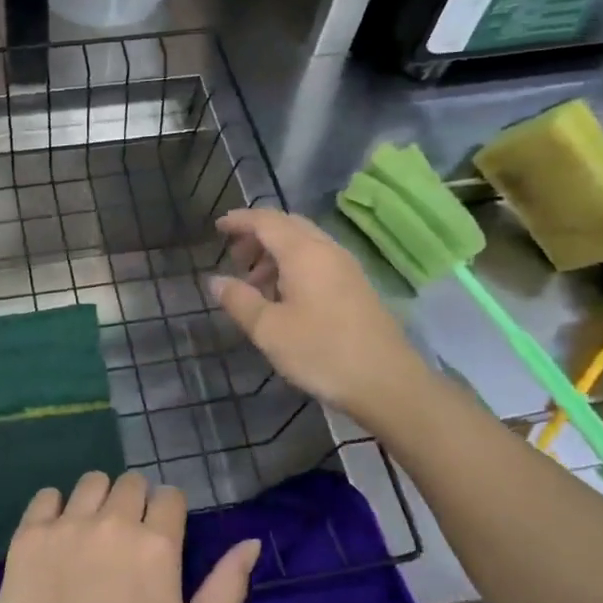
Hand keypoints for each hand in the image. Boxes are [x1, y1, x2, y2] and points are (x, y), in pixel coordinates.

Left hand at [0, 471, 261, 602]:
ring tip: (91, 534)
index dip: (168, 514)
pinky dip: (55, 508)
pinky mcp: (31, 533)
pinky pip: (47, 496)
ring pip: (92, 482)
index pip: (170, 496)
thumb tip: (250, 542)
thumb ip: (227, 588)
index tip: (160, 538)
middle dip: (135, 503)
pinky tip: (57, 536)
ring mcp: (69, 524)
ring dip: (98, 500)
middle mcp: (115, 521)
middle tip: (126, 540)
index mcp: (157, 544)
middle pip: (132, 483)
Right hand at [210, 207, 426, 425]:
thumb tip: (215, 280)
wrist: (386, 381)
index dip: (240, 220)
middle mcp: (327, 250)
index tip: (217, 227)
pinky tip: (284, 298)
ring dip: (275, 254)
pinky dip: (294, 266)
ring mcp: (346, 267)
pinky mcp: (356, 286)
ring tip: (255, 284)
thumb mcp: (269, 330)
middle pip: (287, 226)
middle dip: (257, 235)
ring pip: (304, 244)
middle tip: (235, 258)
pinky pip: (318, 260)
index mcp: (303, 252)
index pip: (266, 221)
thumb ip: (239, 300)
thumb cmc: (321, 352)